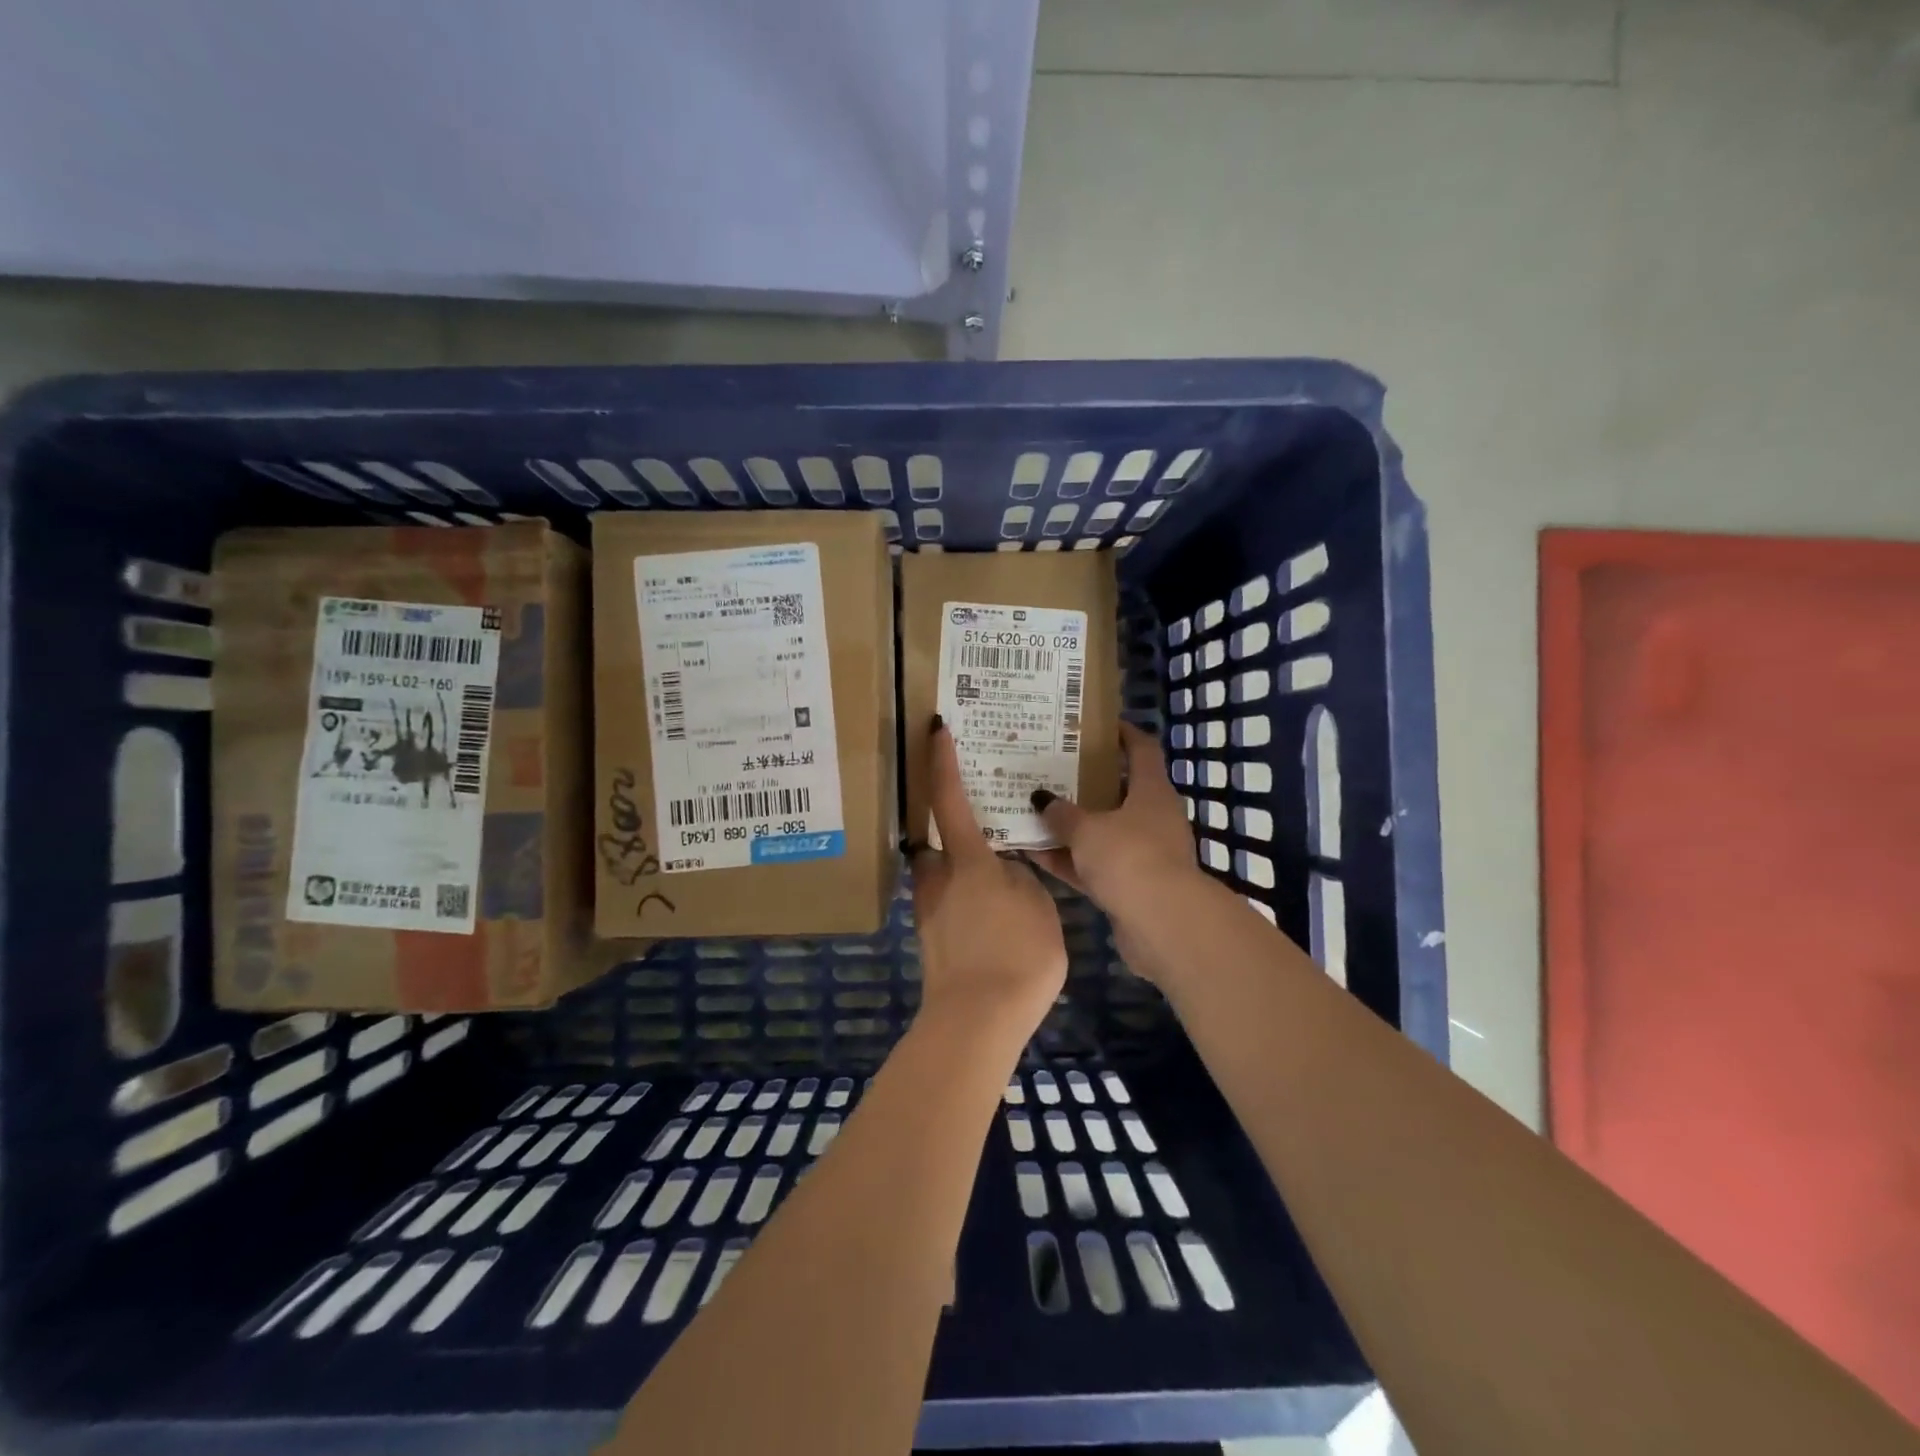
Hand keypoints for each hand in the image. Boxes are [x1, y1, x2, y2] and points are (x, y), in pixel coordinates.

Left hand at [910, 720, 1067, 1032]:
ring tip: (989, 876)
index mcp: (967, 860)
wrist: (977, 1019)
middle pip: (934, 840)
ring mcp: (929, 910)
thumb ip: (1020, 877)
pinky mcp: (930, 939)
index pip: (949, 799)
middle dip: (949, 830)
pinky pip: (945, 903)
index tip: (934, 730)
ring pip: (939, 874)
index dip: (941, 762)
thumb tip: (1005, 868)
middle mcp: (938, 877)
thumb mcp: (1037, 905)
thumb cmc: (1016, 953)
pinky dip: (962, 899)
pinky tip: (986, 917)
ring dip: (957, 868)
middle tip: (978, 824)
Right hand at [1026, 723, 1212, 985]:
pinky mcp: (1131, 887)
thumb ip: (1062, 813)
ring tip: (1033, 811)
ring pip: (1102, 832)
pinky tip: (1034, 853)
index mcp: (1152, 791)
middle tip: (1051, 769)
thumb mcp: (1087, 829)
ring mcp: (1143, 854)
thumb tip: (1041, 797)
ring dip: (1071, 826)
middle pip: (1118, 792)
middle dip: (1085, 783)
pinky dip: (1069, 860)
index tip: (1096, 725)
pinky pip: (1094, 865)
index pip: (1142, 749)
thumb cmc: (1129, 857)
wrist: (1162, 924)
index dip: (1123, 733)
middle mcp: (1152, 818)